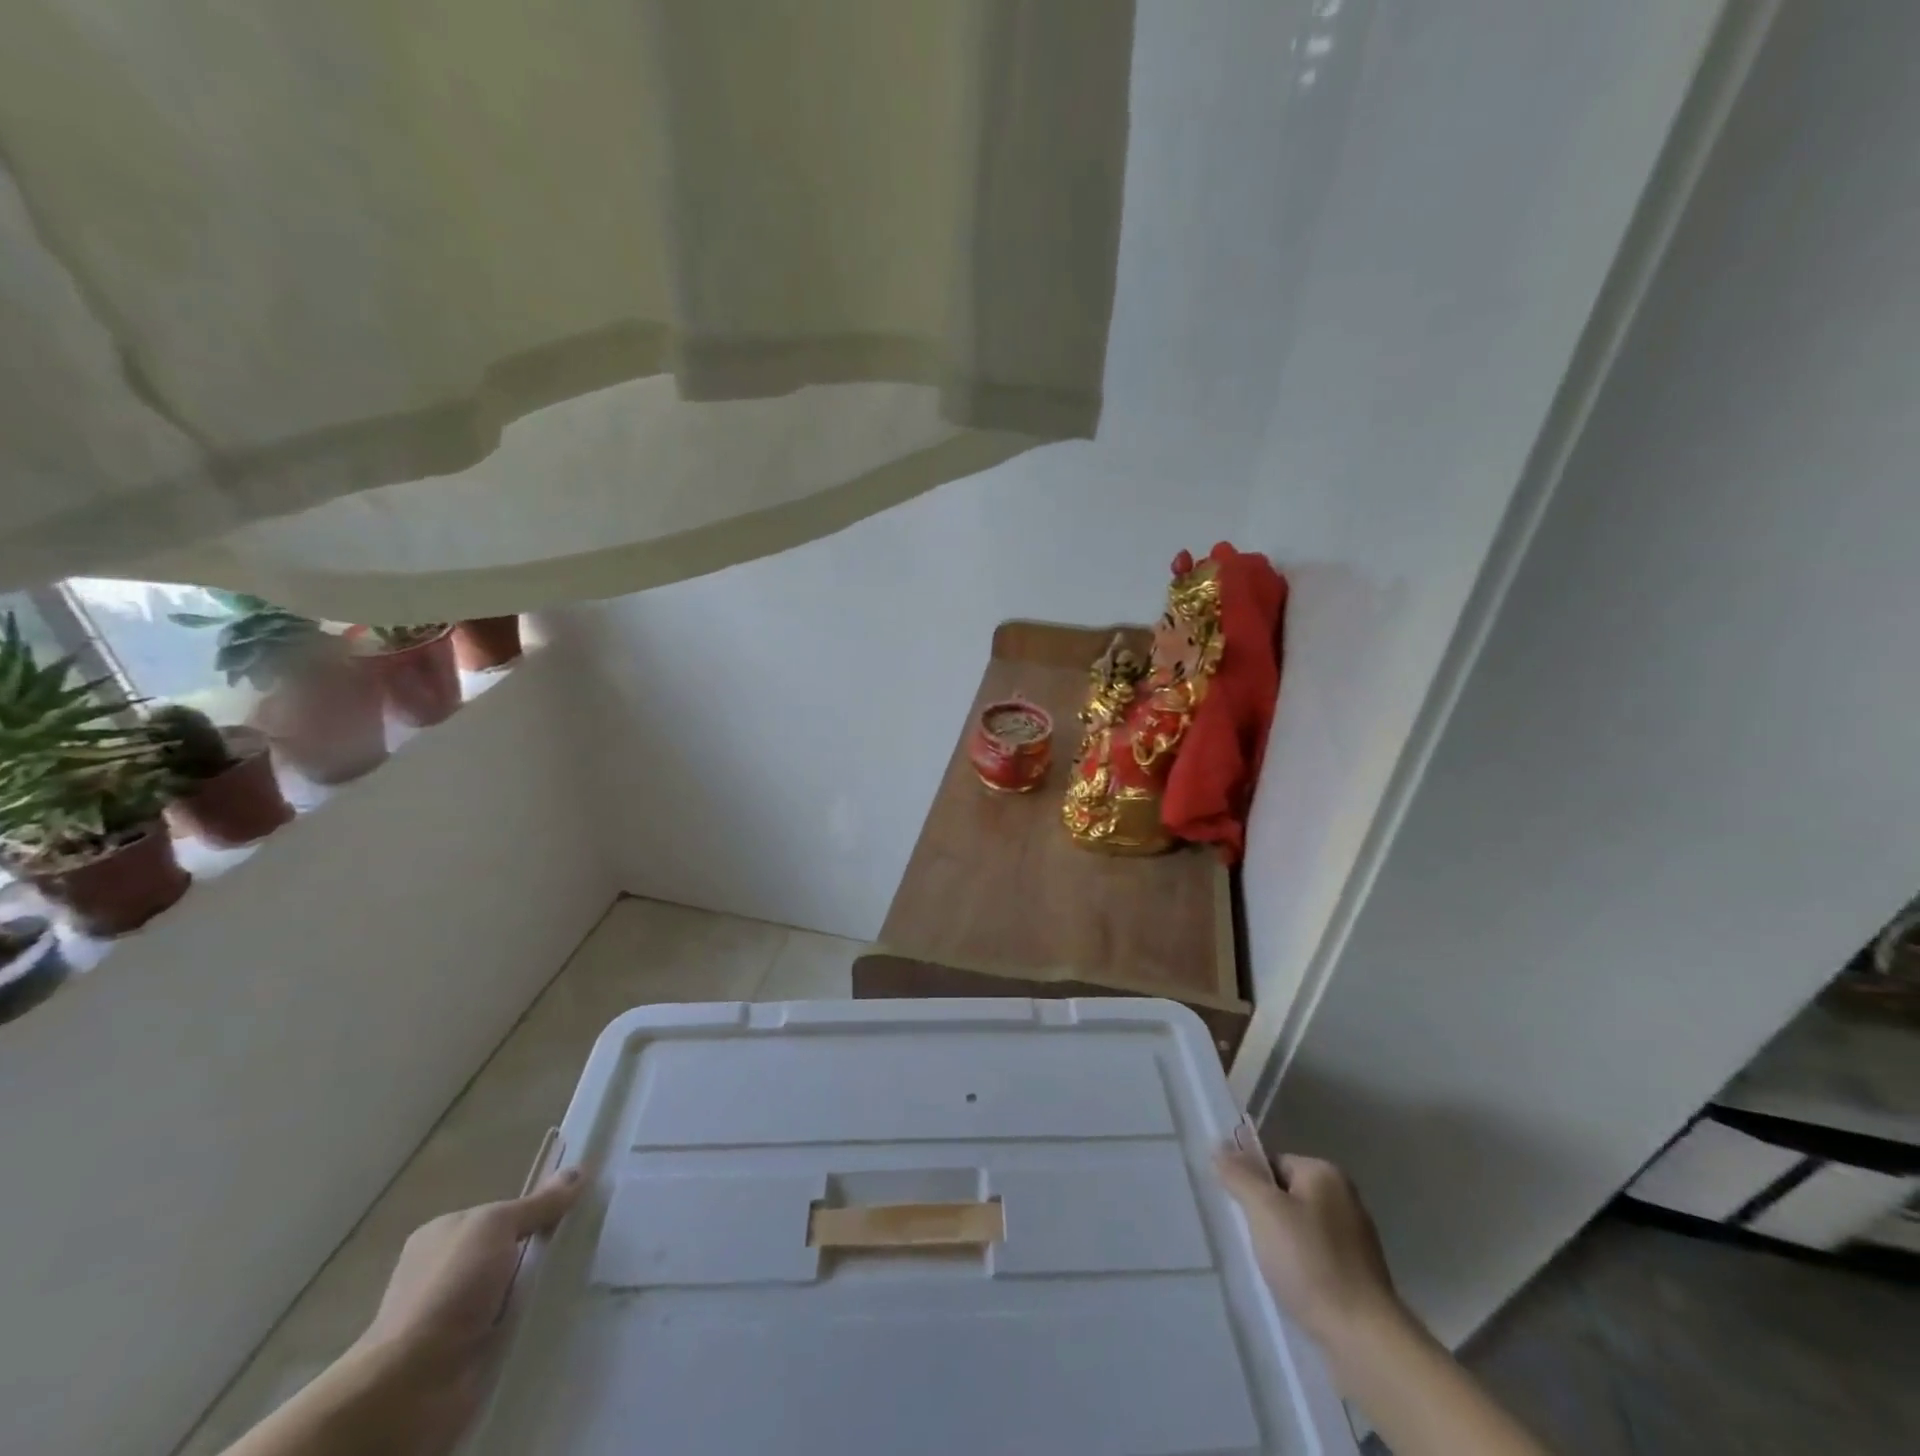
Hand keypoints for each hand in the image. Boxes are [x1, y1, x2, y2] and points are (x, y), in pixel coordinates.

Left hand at [351, 1169, 585, 1452]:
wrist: (411, 1386)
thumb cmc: (448, 1289)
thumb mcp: (496, 1226)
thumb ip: (538, 1203)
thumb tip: (577, 1172)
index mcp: (444, 1235)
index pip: (503, 1212)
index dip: (538, 1208)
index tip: (577, 1208)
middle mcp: (449, 1271)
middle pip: (513, 1249)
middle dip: (546, 1248)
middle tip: (591, 1240)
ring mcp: (459, 1315)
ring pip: (518, 1288)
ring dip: (545, 1286)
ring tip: (591, 1274)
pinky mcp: (473, 1350)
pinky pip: (517, 1323)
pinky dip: (538, 1318)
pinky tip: (567, 1309)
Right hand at [1216, 1140, 1406, 1356]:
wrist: (1364, 1339)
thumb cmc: (1310, 1263)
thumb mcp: (1263, 1210)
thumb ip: (1239, 1174)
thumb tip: (1220, 1146)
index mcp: (1325, 1173)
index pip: (1272, 1163)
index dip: (1252, 1187)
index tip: (1246, 1217)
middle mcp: (1346, 1197)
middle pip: (1286, 1194)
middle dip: (1267, 1217)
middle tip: (1258, 1244)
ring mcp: (1356, 1237)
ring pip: (1300, 1227)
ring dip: (1283, 1244)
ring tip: (1276, 1271)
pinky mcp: (1361, 1275)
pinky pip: (1318, 1256)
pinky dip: (1303, 1268)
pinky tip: (1297, 1289)